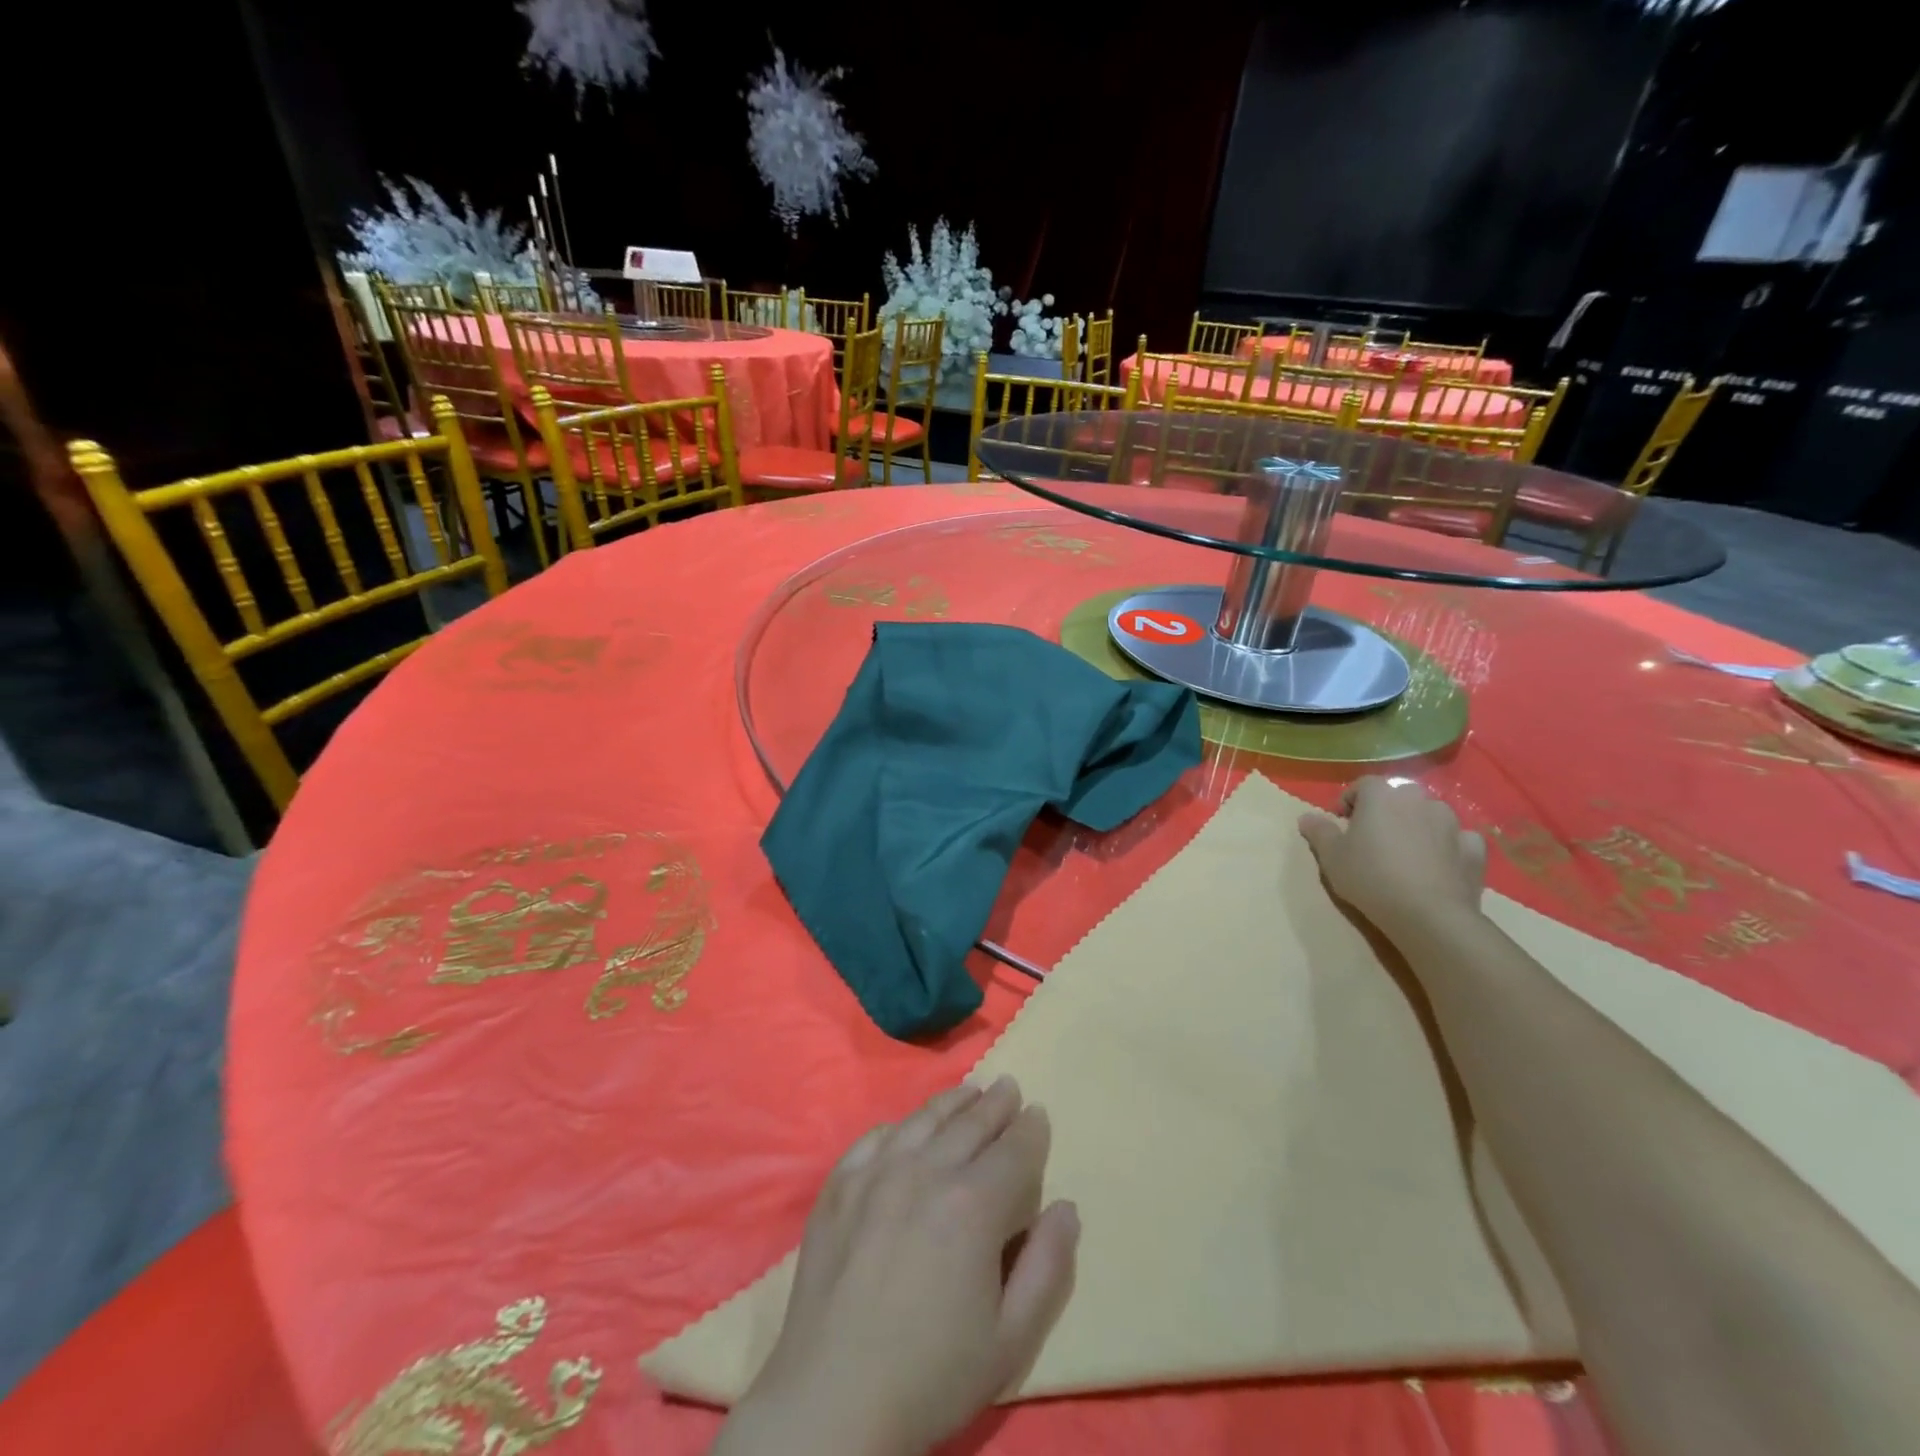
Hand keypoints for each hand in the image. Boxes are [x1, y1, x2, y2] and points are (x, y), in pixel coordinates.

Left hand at [716, 1077, 1079, 1455]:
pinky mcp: (839, 1186)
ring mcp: (876, 1174)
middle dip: (995, 1105)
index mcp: (973, 1205)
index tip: (1039, 1113)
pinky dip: (899, 1126)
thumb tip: (1066, 1208)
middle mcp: (925, 1172)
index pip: (1013, 1151)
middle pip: (969, 1124)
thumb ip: (1047, 1268)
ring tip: (969, 1091)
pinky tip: (907, 1126)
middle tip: (1008, 1087)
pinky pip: (875, 1139)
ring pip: (923, 1121)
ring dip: (952, 1103)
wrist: (832, 1402)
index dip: (1030, 1131)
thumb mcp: (1010, 1340)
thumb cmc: (932, 1376)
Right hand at [1298, 777, 1486, 943]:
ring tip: (1407, 854)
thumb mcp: (1331, 856)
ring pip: (1430, 815)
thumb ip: (1319, 831)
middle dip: (1386, 811)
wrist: (1428, 914)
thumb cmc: (1370, 877)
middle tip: (1374, 838)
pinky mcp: (1474, 848)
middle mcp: (1418, 799)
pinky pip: (1458, 839)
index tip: (1342, 824)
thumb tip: (1306, 816)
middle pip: (1398, 797)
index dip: (1350, 801)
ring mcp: (1451, 822)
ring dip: (1418, 826)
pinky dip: (1448, 846)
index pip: (1363, 785)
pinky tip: (1440, 864)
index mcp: (1381, 796)